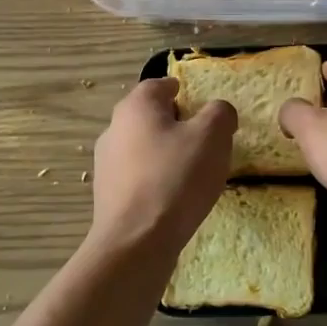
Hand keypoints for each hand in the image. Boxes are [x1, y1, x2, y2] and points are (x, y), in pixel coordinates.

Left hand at [90, 78, 236, 254]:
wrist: (136, 241)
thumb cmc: (176, 178)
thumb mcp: (212, 136)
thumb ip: (220, 113)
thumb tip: (218, 112)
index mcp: (136, 106)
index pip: (161, 84)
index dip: (186, 92)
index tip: (205, 110)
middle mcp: (114, 128)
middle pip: (151, 116)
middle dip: (178, 125)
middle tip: (205, 143)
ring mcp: (106, 163)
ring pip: (143, 147)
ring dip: (166, 154)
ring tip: (193, 175)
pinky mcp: (107, 193)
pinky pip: (138, 176)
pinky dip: (156, 180)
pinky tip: (174, 199)